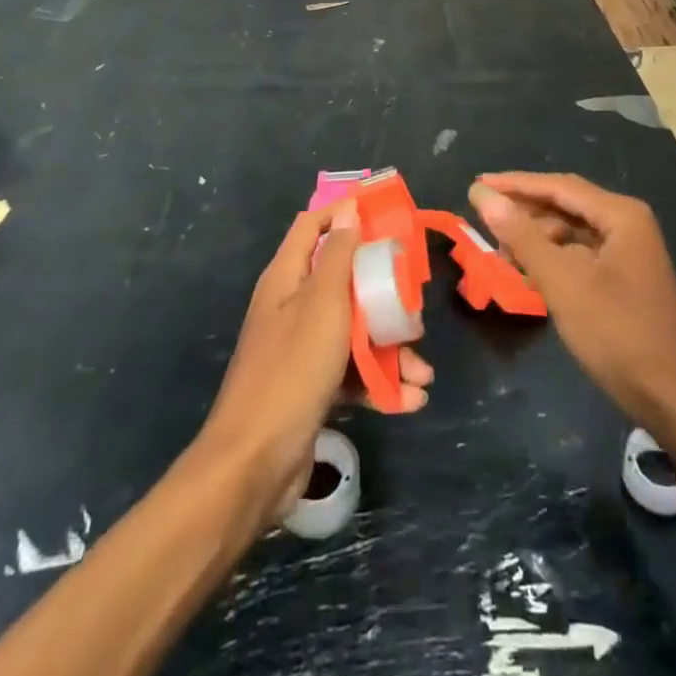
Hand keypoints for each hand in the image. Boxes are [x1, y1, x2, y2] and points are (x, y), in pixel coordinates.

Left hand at [195, 202, 432, 528]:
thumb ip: (340, 256)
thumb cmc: (292, 370)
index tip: (384, 216)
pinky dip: (379, 383)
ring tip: (422, 373)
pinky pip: (352, 373)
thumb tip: (349, 210)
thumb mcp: (323, 304)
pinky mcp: (312, 388)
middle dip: (384, 295)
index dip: (344, 214)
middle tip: (414, 308)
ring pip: (354, 331)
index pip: (313, 226)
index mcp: (287, 278)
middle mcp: (292, 307)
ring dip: (391, 350)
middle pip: (344, 282)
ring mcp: (301, 350)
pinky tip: (408, 400)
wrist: (253, 465)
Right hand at [470, 173, 675, 433]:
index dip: (515, 184)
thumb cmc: (619, 334)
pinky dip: (552, 259)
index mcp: (621, 215)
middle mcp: (627, 224)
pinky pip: (580, 255)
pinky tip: (527, 271)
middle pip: (566, 204)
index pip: (559, 186)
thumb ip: (523, 237)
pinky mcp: (625, 278)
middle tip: (481, 215)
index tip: (477, 184)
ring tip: (498, 249)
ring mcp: (629, 252)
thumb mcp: (564, 284)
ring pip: (572, 232)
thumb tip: (484, 196)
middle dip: (524, 210)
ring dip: (536, 237)